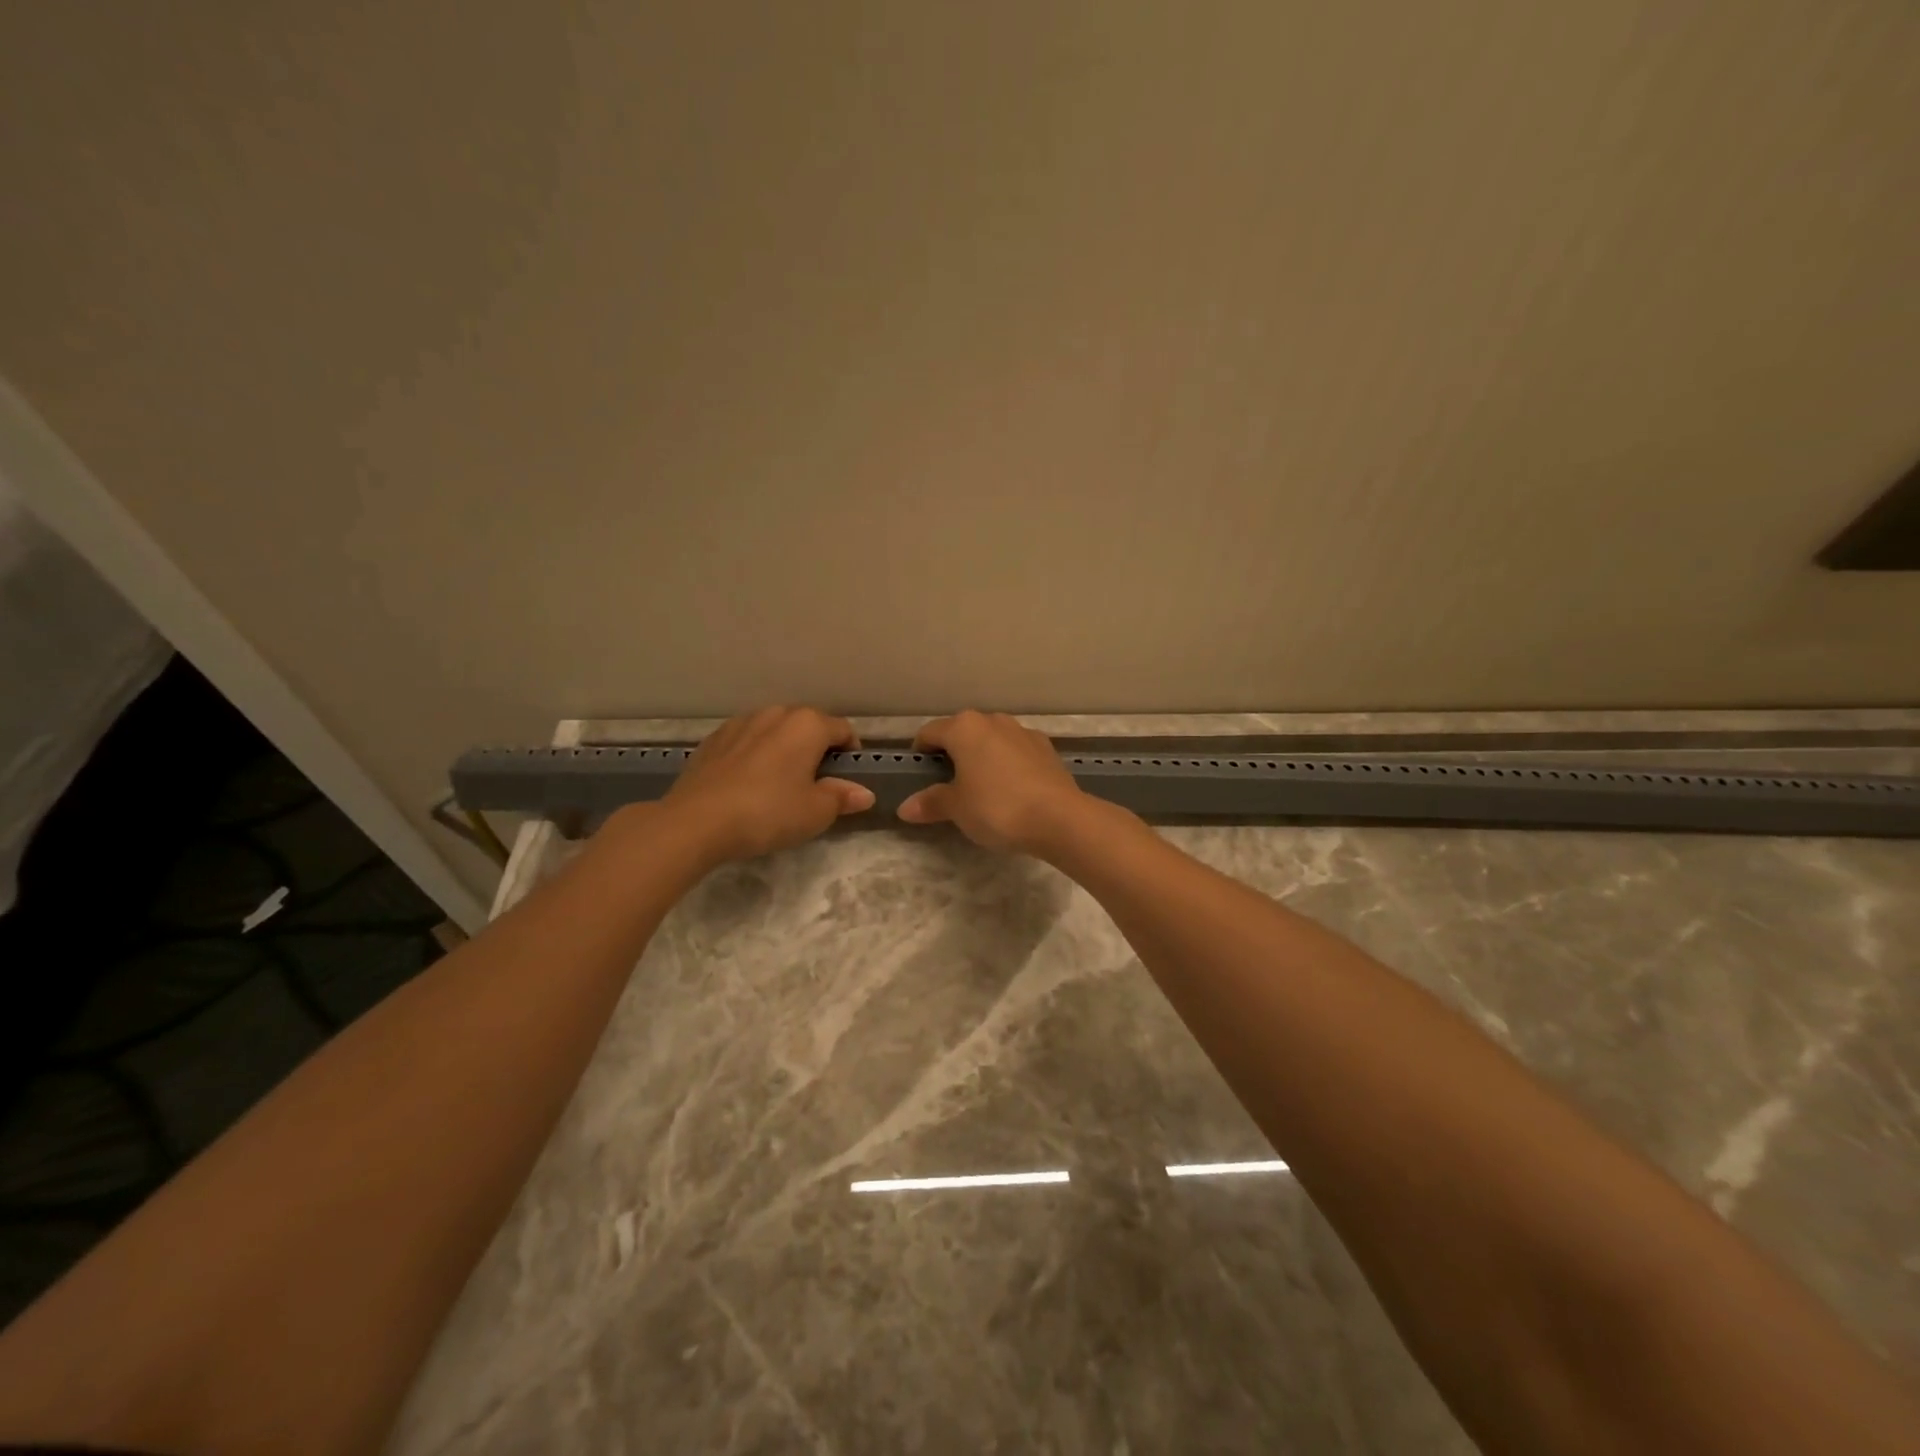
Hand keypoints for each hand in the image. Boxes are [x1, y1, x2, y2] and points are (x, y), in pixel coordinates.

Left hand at [659, 706, 874, 863]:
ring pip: (774, 731)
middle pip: (808, 726)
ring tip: (778, 784)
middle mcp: (775, 713)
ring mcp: (740, 722)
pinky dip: (754, 756)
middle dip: (816, 750)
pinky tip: (747, 785)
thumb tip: (864, 793)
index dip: (851, 754)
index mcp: (807, 724)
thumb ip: (842, 797)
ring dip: (784, 750)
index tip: (846, 781)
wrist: (695, 821)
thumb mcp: (815, 812)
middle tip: (814, 785)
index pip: (844, 730)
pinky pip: (746, 742)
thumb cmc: (767, 812)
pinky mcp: (713, 739)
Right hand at [897, 710, 1091, 855]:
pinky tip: (1011, 791)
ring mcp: (1022, 732)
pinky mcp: (1046, 748)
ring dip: (981, 758)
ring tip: (980, 789)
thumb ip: (931, 803)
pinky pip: (1015, 752)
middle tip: (947, 786)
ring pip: (991, 740)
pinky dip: (1006, 764)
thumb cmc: (997, 807)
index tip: (918, 775)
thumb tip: (905, 807)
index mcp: (964, 728)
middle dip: (952, 754)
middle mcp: (993, 720)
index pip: (930, 732)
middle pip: (962, 732)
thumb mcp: (957, 808)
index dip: (919, 753)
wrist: (1059, 818)